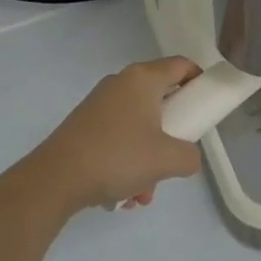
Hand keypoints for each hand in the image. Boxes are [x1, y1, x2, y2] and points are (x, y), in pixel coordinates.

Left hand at [26, 57, 204, 213]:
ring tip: (142, 193)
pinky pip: (117, 137)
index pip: (181, 65)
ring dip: (147, 158)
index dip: (199, 80)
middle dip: (170, 135)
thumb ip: (190, 156)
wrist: (54, 179)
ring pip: (138, 126)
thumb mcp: (167, 159)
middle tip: (173, 158)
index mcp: (143, 78)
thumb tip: (187, 156)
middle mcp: (121, 83)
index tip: (205, 105)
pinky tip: (122, 194)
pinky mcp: (84, 125)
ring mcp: (99, 104)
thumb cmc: (117, 156)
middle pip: (160, 100)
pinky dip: (126, 162)